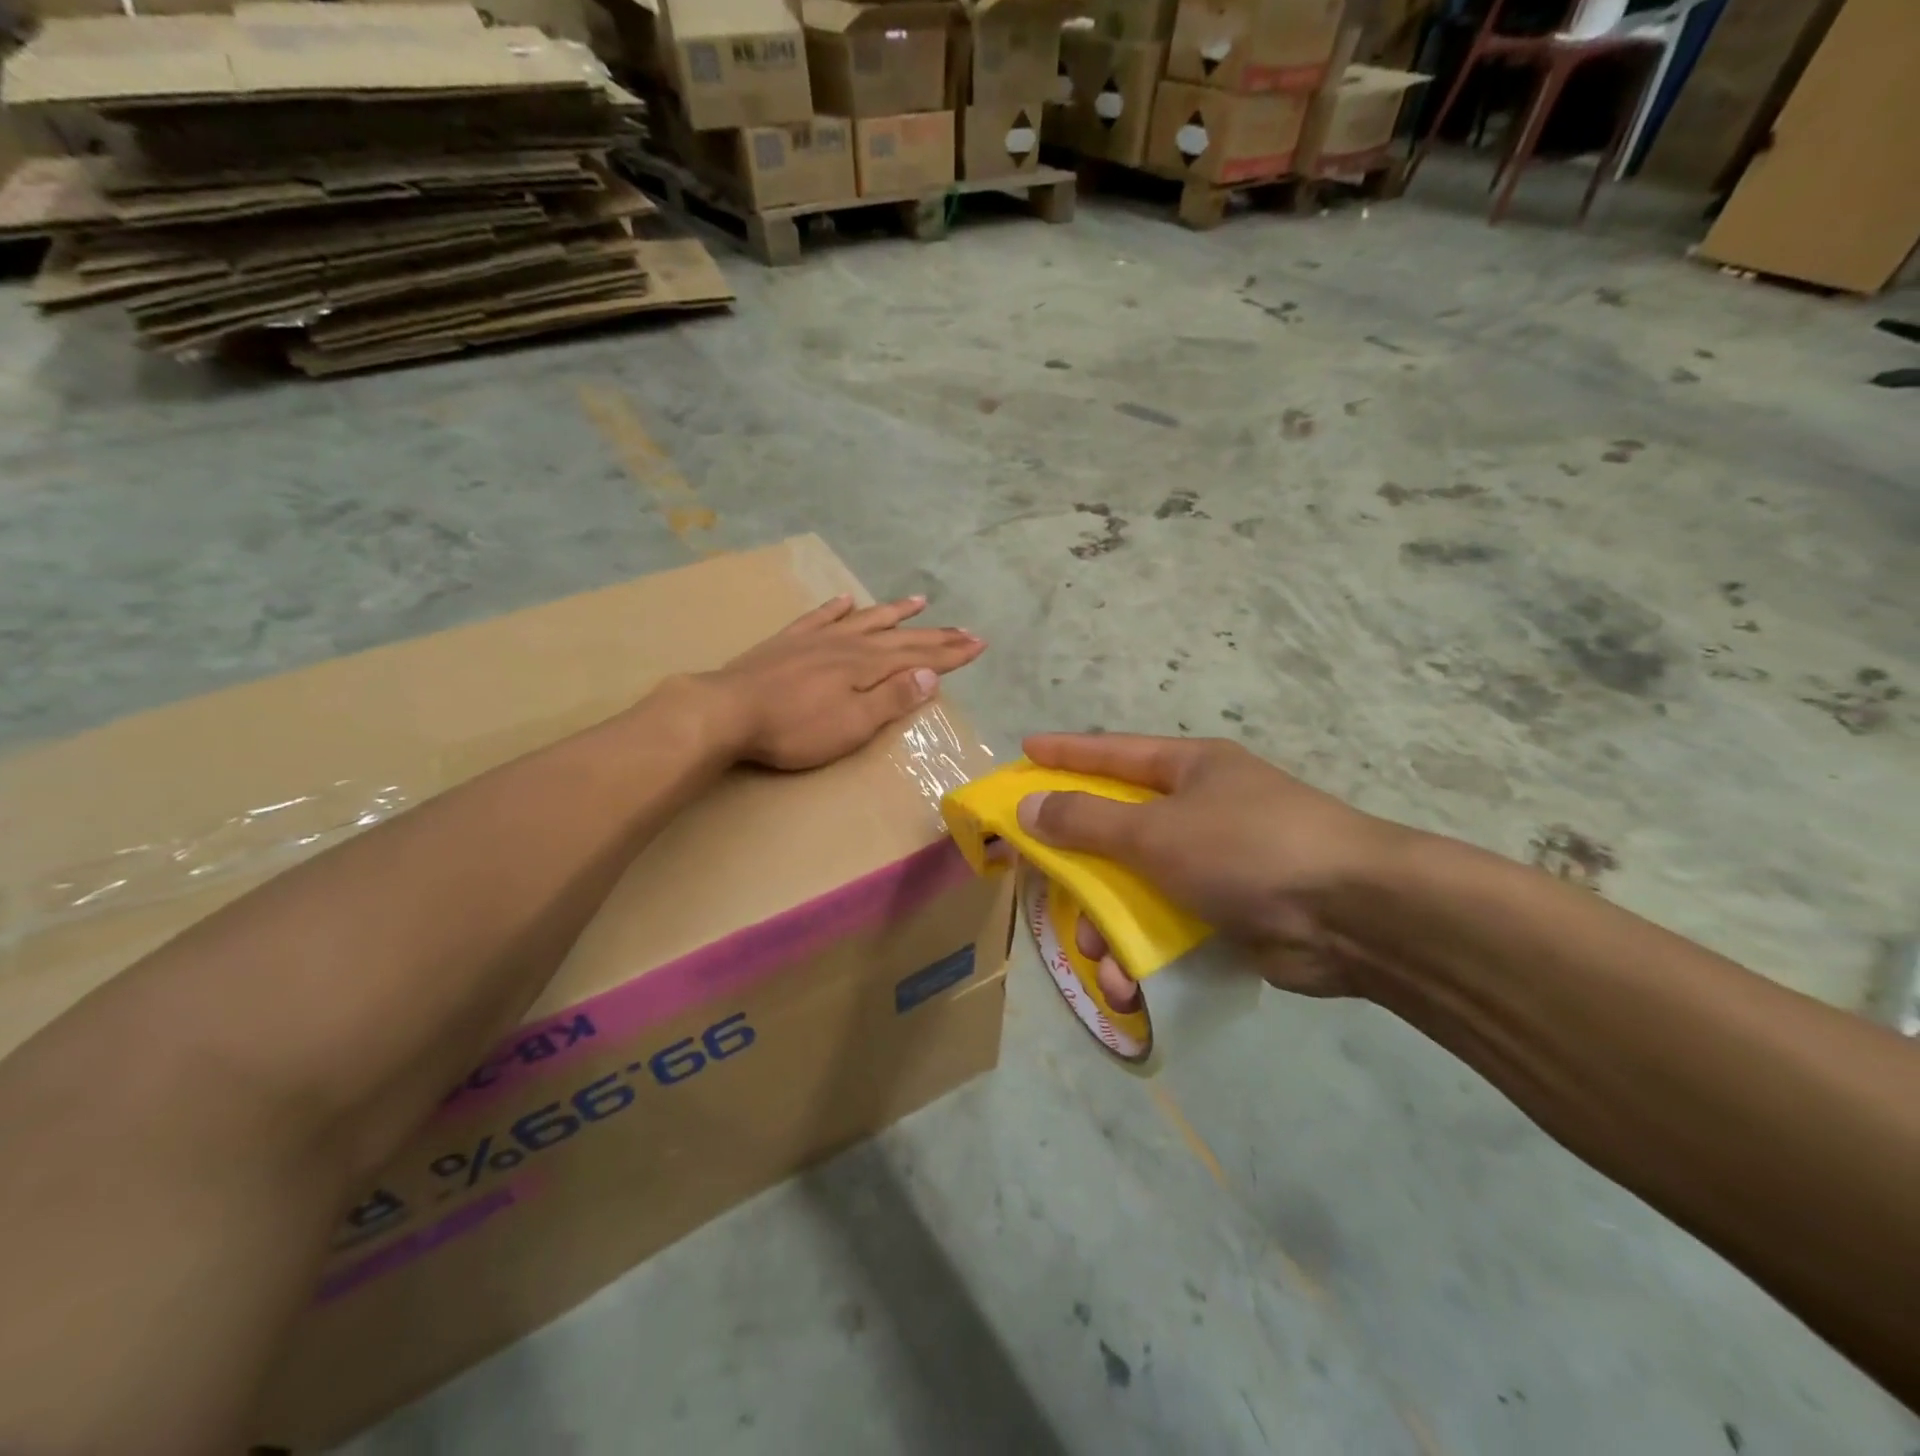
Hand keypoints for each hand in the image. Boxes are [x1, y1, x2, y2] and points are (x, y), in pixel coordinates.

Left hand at [701, 594, 984, 770]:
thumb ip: (892, 698)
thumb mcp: (852, 724)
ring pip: (864, 619)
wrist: (727, 710)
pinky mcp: (788, 642)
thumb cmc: (795, 728)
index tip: (979, 643)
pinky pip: (819, 617)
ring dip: (893, 612)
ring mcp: (816, 639)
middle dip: (936, 635)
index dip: (951, 653)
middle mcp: (848, 644)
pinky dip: (836, 608)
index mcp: (867, 666)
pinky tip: (845, 600)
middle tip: (966, 629)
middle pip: (900, 637)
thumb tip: (931, 675)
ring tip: (919, 601)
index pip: (920, 658)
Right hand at [1017, 734, 1406, 1000]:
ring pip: (1138, 888)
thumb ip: (1086, 821)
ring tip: (1097, 959)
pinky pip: (1168, 927)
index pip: (1112, 753)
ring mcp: (1216, 863)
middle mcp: (1200, 809)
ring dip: (1109, 926)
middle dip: (1079, 864)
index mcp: (1189, 769)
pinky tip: (1129, 985)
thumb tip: (1028, 807)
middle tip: (1041, 880)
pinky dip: (1144, 954)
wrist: (1355, 916)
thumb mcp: (1155, 831)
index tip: (1024, 751)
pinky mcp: (1230, 913)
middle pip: (1118, 828)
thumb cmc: (1246, 849)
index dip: (1065, 753)